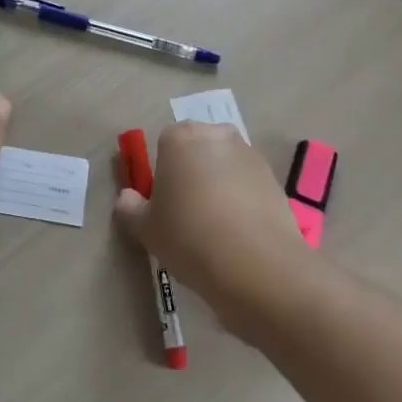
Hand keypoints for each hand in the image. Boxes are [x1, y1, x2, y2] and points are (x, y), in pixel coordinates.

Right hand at [113, 122, 309, 331]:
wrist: (257, 266)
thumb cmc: (190, 237)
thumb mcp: (146, 229)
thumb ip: (130, 208)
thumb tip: (127, 198)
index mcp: (179, 138)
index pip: (164, 144)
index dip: (163, 173)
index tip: (164, 204)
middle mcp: (215, 136)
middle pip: (198, 150)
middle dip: (193, 172)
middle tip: (188, 213)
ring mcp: (249, 155)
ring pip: (225, 166)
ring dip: (220, 186)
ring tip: (217, 228)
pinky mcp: (275, 179)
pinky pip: (248, 185)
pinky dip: (243, 201)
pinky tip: (240, 233)